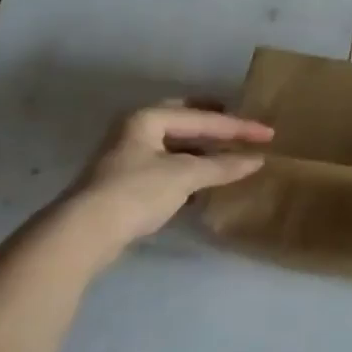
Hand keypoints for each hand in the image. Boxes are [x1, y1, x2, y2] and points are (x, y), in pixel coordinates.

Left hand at [64, 104, 271, 251]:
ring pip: (174, 144)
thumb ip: (222, 166)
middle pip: (185, 120)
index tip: (269, 133)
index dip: (238, 127)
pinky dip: (188, 167)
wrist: (82, 234)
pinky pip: (166, 164)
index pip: (203, 117)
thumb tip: (257, 159)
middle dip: (214, 124)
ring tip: (229, 153)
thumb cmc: (136, 192)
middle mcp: (136, 128)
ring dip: (202, 149)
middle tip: (241, 127)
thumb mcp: (184, 176)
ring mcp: (127, 155)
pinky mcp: (124, 181)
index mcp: (149, 116)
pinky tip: (203, 179)